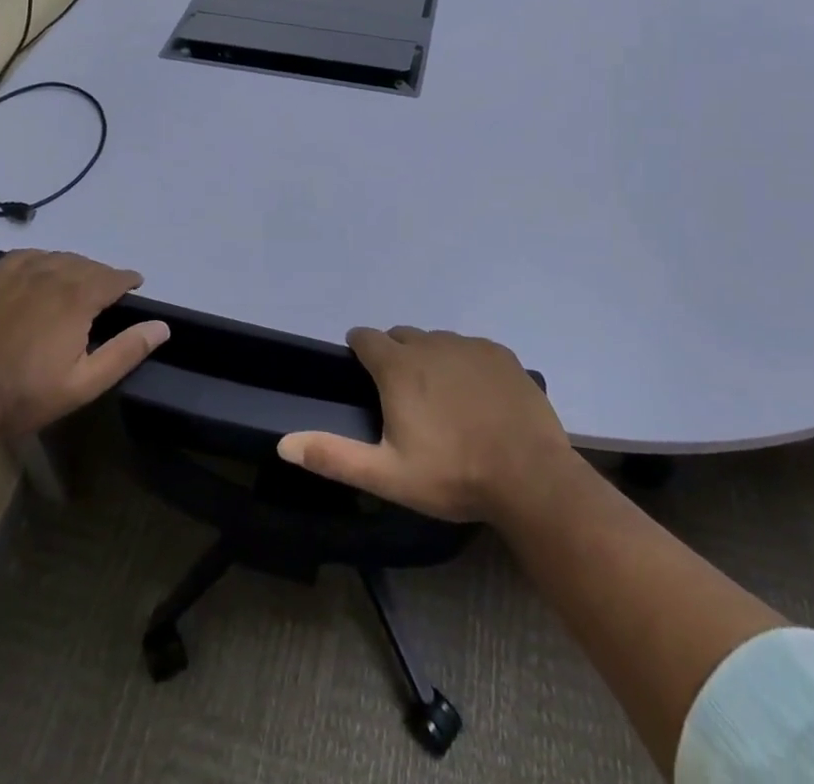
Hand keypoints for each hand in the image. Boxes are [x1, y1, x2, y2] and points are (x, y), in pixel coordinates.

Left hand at [0, 249, 167, 439]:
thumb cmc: (25, 394)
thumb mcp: (83, 383)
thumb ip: (126, 351)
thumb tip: (162, 326)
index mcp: (78, 297)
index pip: (115, 277)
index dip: (128, 281)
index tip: (135, 286)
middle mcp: (53, 273)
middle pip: (88, 265)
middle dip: (102, 277)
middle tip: (105, 296)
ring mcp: (20, 271)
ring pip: (60, 258)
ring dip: (75, 268)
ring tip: (76, 286)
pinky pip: (29, 255)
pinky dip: (44, 260)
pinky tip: (42, 275)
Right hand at [277, 327, 576, 523]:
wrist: (530, 478)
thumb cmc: (452, 475)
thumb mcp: (386, 475)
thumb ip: (333, 456)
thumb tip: (283, 443)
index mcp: (398, 367)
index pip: (365, 338)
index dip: (359, 350)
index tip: (362, 370)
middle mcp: (430, 344)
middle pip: (401, 336)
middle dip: (394, 355)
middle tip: (402, 395)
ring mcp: (468, 345)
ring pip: (436, 341)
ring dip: (430, 358)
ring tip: (441, 398)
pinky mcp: (500, 354)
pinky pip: (470, 348)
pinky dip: (465, 363)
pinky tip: (476, 396)